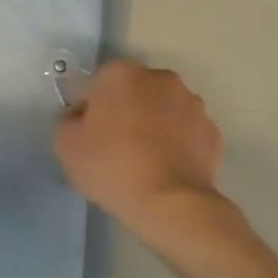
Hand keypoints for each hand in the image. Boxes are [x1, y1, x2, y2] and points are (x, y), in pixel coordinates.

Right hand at [53, 60, 223, 233]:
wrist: (170, 203)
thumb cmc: (111, 166)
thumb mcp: (65, 145)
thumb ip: (67, 121)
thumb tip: (80, 118)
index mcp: (121, 74)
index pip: (95, 84)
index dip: (87, 109)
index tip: (85, 135)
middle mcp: (160, 78)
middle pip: (133, 91)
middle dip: (124, 110)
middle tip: (113, 145)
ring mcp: (192, 103)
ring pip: (162, 108)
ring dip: (153, 124)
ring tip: (143, 160)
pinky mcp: (212, 131)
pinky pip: (185, 131)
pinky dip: (176, 143)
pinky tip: (165, 167)